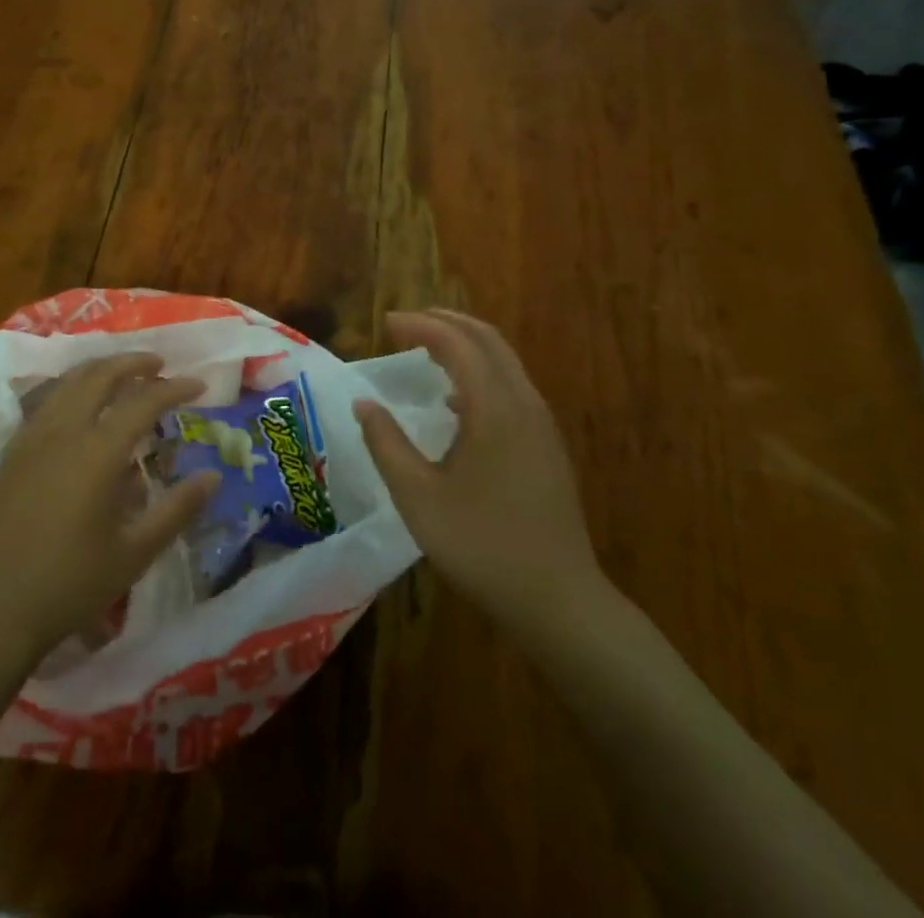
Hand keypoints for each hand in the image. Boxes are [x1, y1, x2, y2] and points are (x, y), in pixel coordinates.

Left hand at [0, 354, 218, 670]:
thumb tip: (213, 476)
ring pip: (68, 382)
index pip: (143, 402)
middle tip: (159, 364)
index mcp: (97, 452)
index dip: (175, 388)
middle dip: (133, 362)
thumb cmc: (70, 584)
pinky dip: (71, 387)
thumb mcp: (135, 553)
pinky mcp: (12, 452)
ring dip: (100, 369)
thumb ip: (177, 509)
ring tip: (123, 374)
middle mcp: (63, 432)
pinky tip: (80, 404)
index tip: (199, 385)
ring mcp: (32, 438)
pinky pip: (46, 400)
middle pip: (100, 375)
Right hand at [356, 310, 604, 629]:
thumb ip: (386, 443)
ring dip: (466, 344)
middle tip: (406, 323)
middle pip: (488, 340)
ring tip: (426, 349)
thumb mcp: (418, 497)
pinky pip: (512, 386)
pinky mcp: (547, 446)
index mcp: (494, 408)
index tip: (386, 323)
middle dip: (446, 322)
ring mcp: (541, 425)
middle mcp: (524, 404)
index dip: (420, 326)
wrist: (559, 601)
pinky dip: (480, 371)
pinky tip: (455, 400)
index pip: (457, 344)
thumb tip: (364, 404)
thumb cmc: (481, 546)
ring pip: (505, 361)